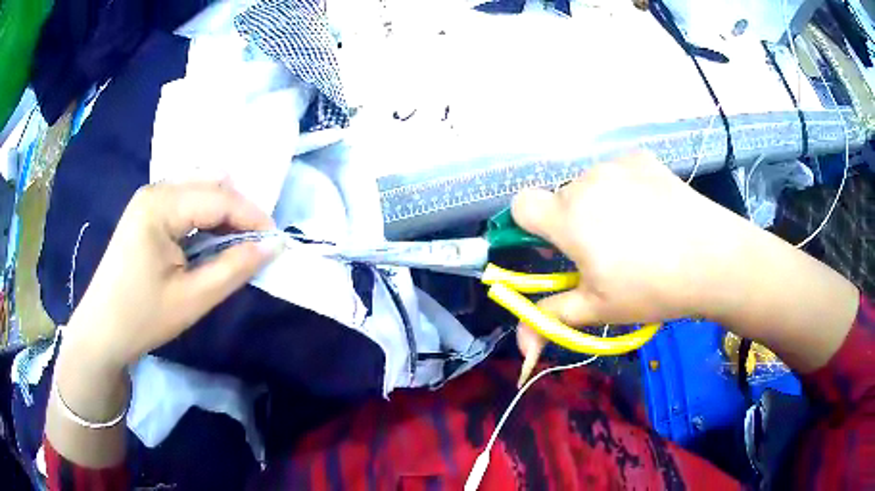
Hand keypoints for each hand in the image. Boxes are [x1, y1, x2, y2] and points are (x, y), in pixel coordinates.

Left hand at [61, 180, 282, 369]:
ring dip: (223, 215)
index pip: (218, 198)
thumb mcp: (192, 298)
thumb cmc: (143, 317)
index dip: (252, 216)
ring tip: (239, 244)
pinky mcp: (146, 212)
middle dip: (239, 212)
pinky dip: (205, 219)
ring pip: (198, 193)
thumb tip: (272, 246)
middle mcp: (155, 191)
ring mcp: (148, 200)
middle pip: (209, 188)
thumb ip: (234, 268)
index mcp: (160, 205)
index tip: (276, 240)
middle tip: (259, 244)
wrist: (102, 330)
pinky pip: (185, 204)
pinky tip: (211, 241)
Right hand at [510, 153, 758, 368]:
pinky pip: (617, 173)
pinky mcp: (641, 158)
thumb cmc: (652, 288)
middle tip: (604, 252)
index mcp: (568, 217)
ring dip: (598, 205)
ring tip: (634, 233)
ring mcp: (616, 165)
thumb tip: (521, 350)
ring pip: (590, 185)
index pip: (520, 205)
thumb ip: (549, 321)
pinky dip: (624, 189)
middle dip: (572, 223)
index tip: (552, 247)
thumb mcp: (597, 310)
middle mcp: (586, 182)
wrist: (713, 259)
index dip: (528, 226)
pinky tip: (651, 211)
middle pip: (560, 199)